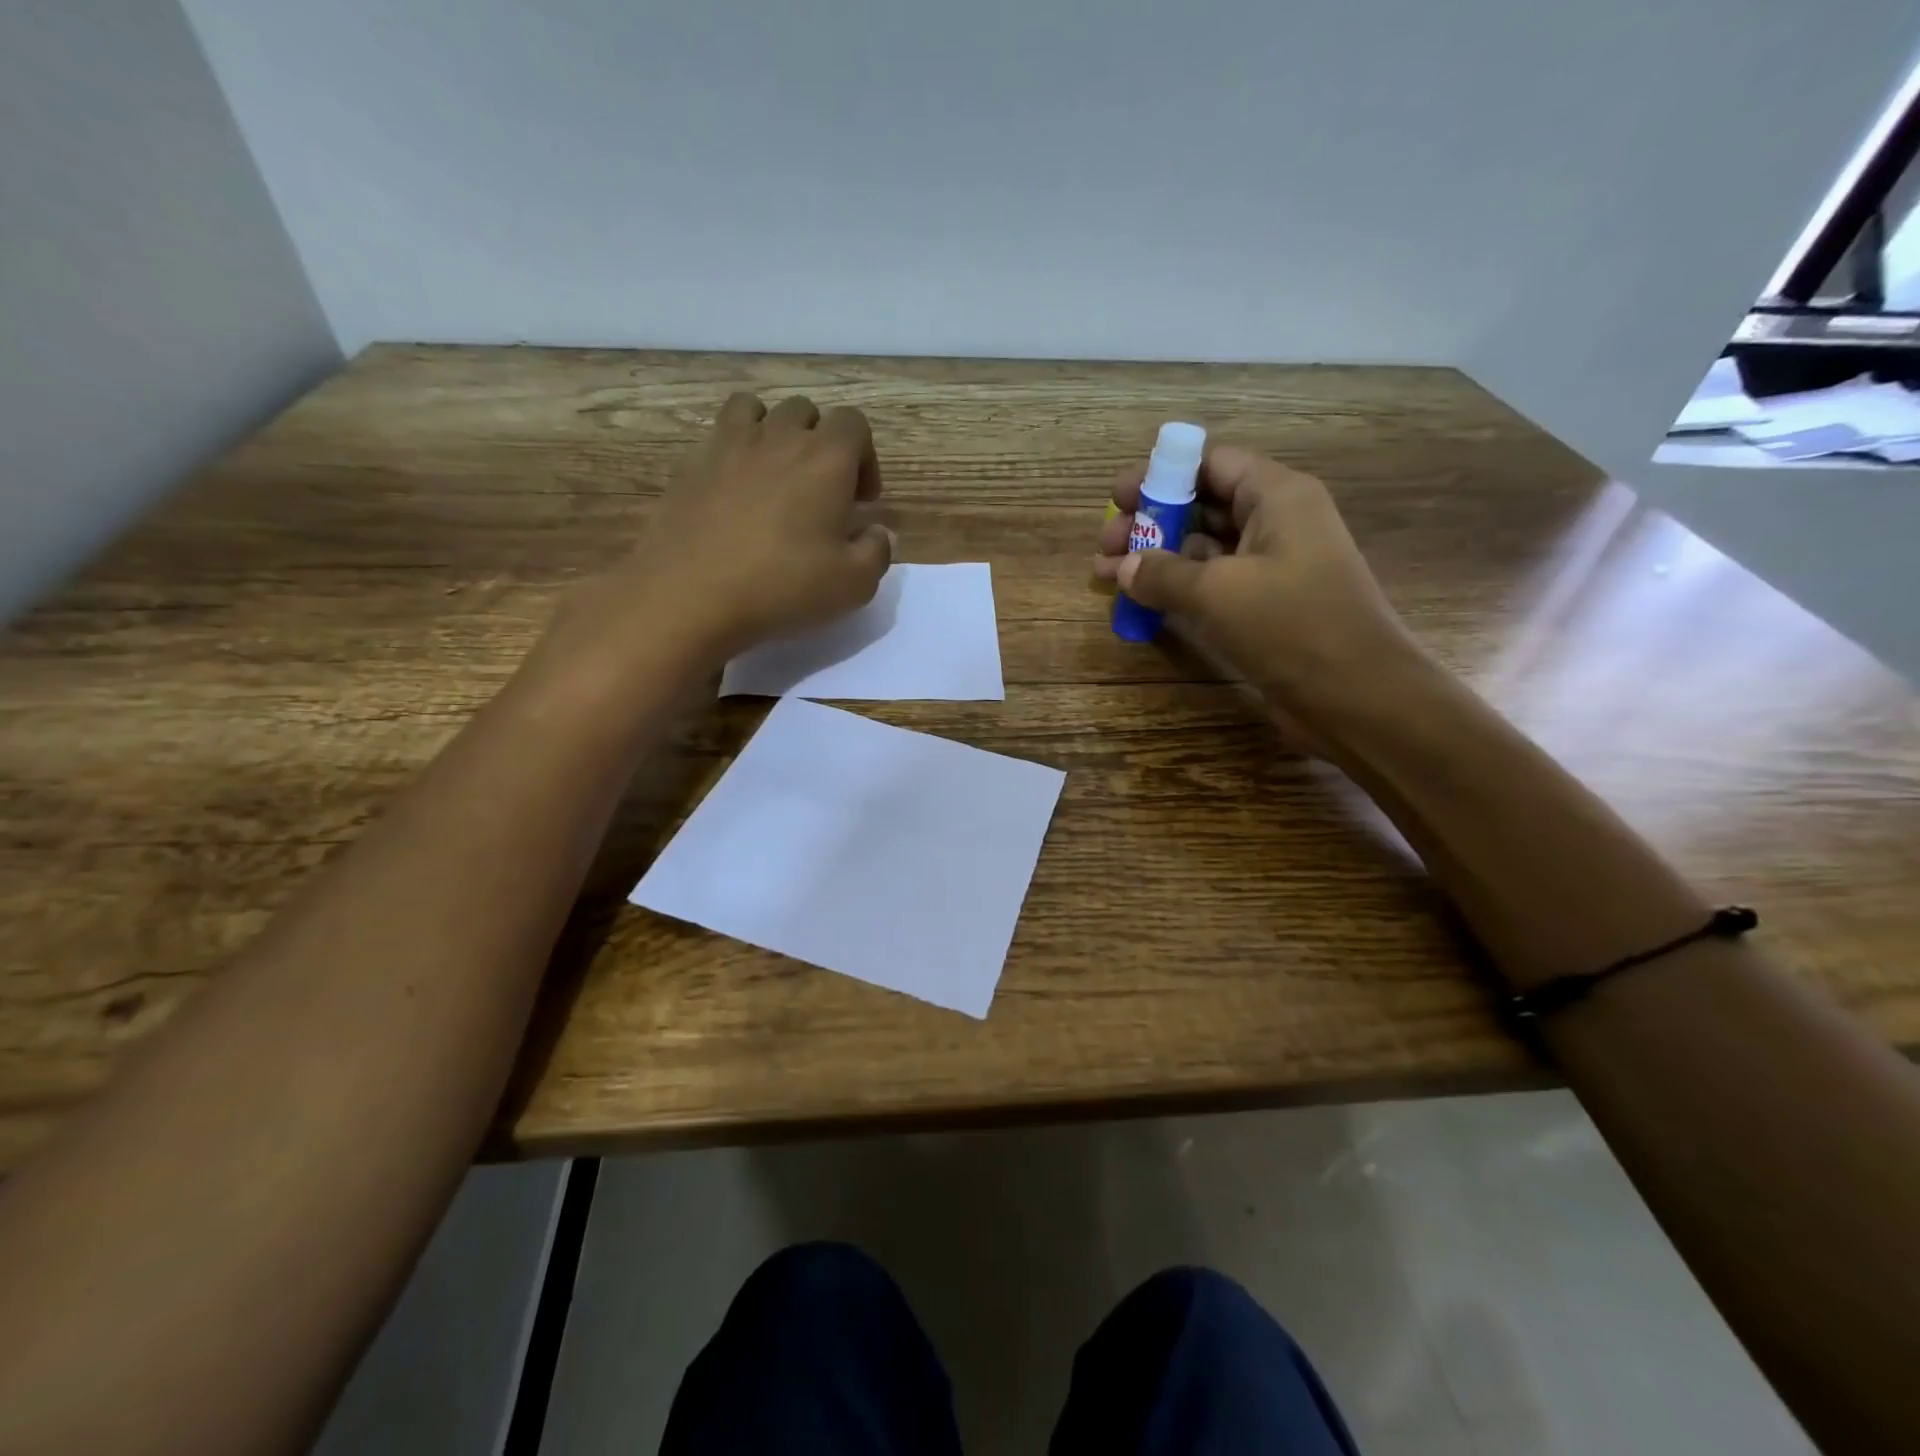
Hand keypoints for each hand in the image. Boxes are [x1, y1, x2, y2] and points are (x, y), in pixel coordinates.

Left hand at [555, 393, 892, 669]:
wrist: (690, 594)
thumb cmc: (783, 587)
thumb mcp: (853, 584)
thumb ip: (877, 552)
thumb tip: (877, 532)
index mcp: (826, 458)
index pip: (854, 424)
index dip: (865, 458)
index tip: (861, 501)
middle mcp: (778, 437)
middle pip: (806, 411)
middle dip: (820, 442)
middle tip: (819, 491)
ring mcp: (728, 445)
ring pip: (757, 410)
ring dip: (773, 433)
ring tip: (774, 476)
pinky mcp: (690, 464)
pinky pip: (718, 437)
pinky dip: (733, 452)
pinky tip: (733, 493)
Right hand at [1092, 445, 1420, 714]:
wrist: (1356, 696)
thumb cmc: (1291, 625)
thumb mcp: (1217, 592)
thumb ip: (1162, 574)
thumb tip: (1122, 567)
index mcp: (1278, 497)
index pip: (1213, 464)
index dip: (1162, 475)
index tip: (1118, 497)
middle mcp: (1277, 523)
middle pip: (1205, 505)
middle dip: (1152, 521)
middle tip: (1105, 545)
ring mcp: (1273, 568)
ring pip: (1205, 549)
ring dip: (1157, 559)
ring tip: (1107, 576)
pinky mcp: (1267, 607)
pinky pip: (1214, 585)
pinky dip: (1177, 589)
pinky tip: (1141, 602)